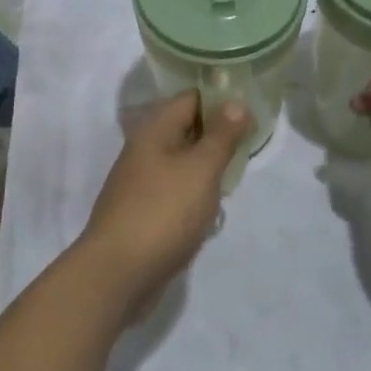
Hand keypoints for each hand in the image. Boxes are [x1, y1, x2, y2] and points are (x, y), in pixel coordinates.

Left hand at [79, 90, 250, 316]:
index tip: (252, 110)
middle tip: (250, 145)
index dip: (221, 99)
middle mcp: (144, 148)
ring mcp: (140, 181)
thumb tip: (235, 102)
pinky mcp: (143, 211)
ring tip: (235, 177)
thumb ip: (221, 135)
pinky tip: (211, 209)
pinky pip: (174, 190)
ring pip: (181, 161)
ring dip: (207, 167)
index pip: (191, 97)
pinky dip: (194, 193)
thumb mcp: (201, 169)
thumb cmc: (164, 211)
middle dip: (217, 135)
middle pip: (186, 128)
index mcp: (155, 128)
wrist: (118, 273)